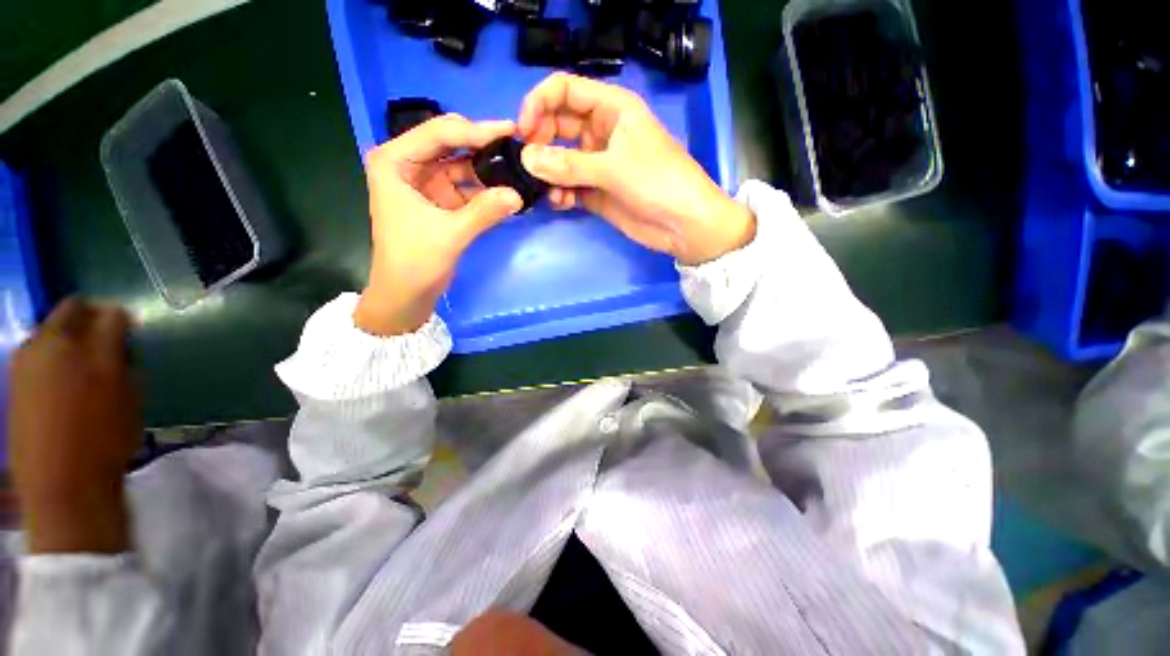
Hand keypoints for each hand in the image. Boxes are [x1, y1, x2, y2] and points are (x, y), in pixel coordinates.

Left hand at [9, 300, 138, 553]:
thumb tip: (117, 318)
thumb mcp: (122, 386)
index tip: (128, 338)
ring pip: (54, 345)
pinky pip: (42, 368)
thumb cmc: (101, 434)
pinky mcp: (19, 394)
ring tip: (94, 384)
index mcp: (59, 341)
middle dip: (92, 334)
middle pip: (66, 321)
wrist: (64, 488)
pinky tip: (74, 400)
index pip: (87, 307)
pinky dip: (61, 374)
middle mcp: (34, 347)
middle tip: (113, 361)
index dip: (112, 317)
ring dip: (77, 355)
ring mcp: (22, 371)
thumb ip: (117, 344)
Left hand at [354, 115, 524, 335]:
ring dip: (487, 167)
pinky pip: (467, 186)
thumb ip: (484, 212)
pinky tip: (507, 188)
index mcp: (394, 162)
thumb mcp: (450, 234)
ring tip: (518, 164)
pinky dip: (486, 188)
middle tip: (517, 143)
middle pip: (449, 143)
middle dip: (482, 144)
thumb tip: (518, 195)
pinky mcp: (440, 199)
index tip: (509, 129)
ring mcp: (426, 182)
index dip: (474, 130)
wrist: (406, 293)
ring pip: (461, 164)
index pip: (437, 134)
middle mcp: (408, 164)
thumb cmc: (414, 262)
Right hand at [517, 72, 754, 265]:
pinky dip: (561, 193)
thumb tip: (526, 159)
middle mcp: (602, 132)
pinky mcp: (598, 192)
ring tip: (547, 189)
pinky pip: (570, 186)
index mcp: (612, 108)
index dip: (539, 103)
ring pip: (561, 160)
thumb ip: (569, 164)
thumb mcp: (613, 167)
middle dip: (541, 142)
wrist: (683, 225)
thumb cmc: (657, 182)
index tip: (523, 130)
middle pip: (558, 125)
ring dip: (549, 172)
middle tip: (530, 164)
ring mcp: (599, 164)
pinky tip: (560, 202)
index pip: (565, 90)